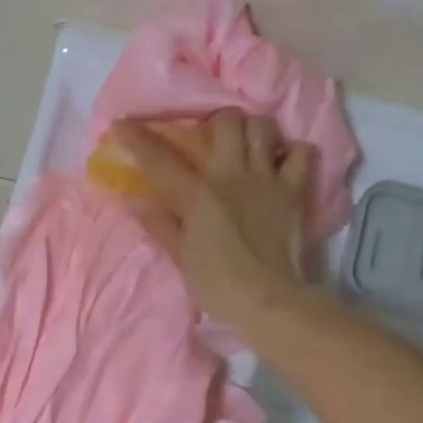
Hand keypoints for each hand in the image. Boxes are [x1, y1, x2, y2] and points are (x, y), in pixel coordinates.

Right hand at [114, 109, 315, 333]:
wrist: (267, 300)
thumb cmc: (216, 284)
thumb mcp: (180, 257)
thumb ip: (159, 224)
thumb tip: (134, 200)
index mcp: (197, 194)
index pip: (160, 160)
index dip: (137, 139)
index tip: (121, 124)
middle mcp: (231, 175)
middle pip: (226, 121)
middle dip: (215, 122)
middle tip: (209, 138)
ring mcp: (267, 179)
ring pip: (262, 127)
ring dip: (252, 129)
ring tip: (245, 144)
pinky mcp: (295, 191)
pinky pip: (302, 153)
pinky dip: (292, 152)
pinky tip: (281, 162)